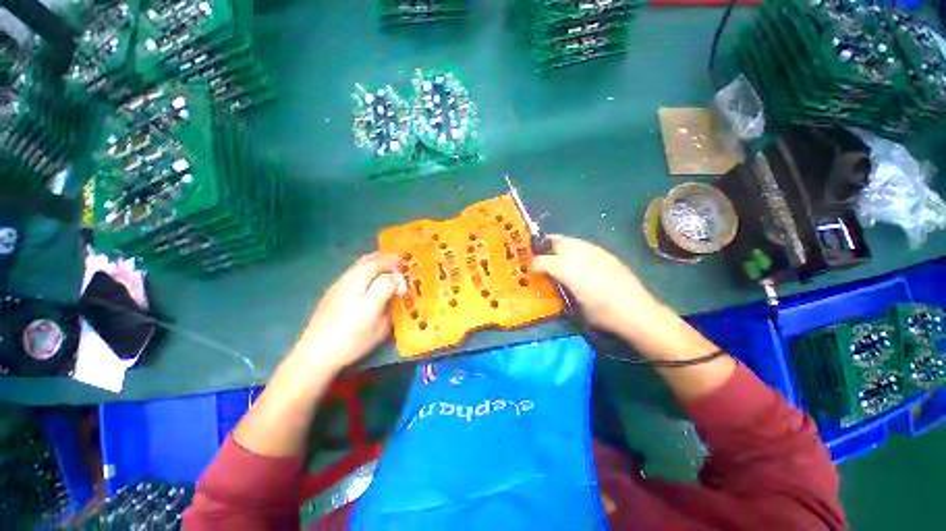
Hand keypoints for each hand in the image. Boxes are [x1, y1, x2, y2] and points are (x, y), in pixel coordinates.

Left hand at [294, 252, 401, 370]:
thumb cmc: (352, 343)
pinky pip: (354, 268)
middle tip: (401, 258)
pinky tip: (371, 269)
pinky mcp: (333, 287)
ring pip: (360, 263)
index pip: (386, 279)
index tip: (407, 277)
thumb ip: (389, 308)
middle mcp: (352, 287)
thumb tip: (396, 291)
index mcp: (366, 301)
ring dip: (377, 258)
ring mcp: (340, 285)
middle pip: (371, 263)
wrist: (315, 352)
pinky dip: (366, 263)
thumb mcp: (379, 330)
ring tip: (388, 259)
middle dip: (388, 258)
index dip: (399, 276)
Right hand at [531, 235, 666, 344]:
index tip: (529, 267)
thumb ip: (561, 287)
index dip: (533, 262)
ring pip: (570, 240)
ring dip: (558, 245)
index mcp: (569, 270)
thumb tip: (552, 280)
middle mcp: (579, 256)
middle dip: (544, 247)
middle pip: (556, 243)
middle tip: (538, 254)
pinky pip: (584, 245)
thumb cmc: (603, 314)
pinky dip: (574, 247)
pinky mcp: (606, 253)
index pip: (543, 260)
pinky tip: (576, 257)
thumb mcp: (575, 305)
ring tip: (554, 253)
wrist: (637, 311)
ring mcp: (594, 252)